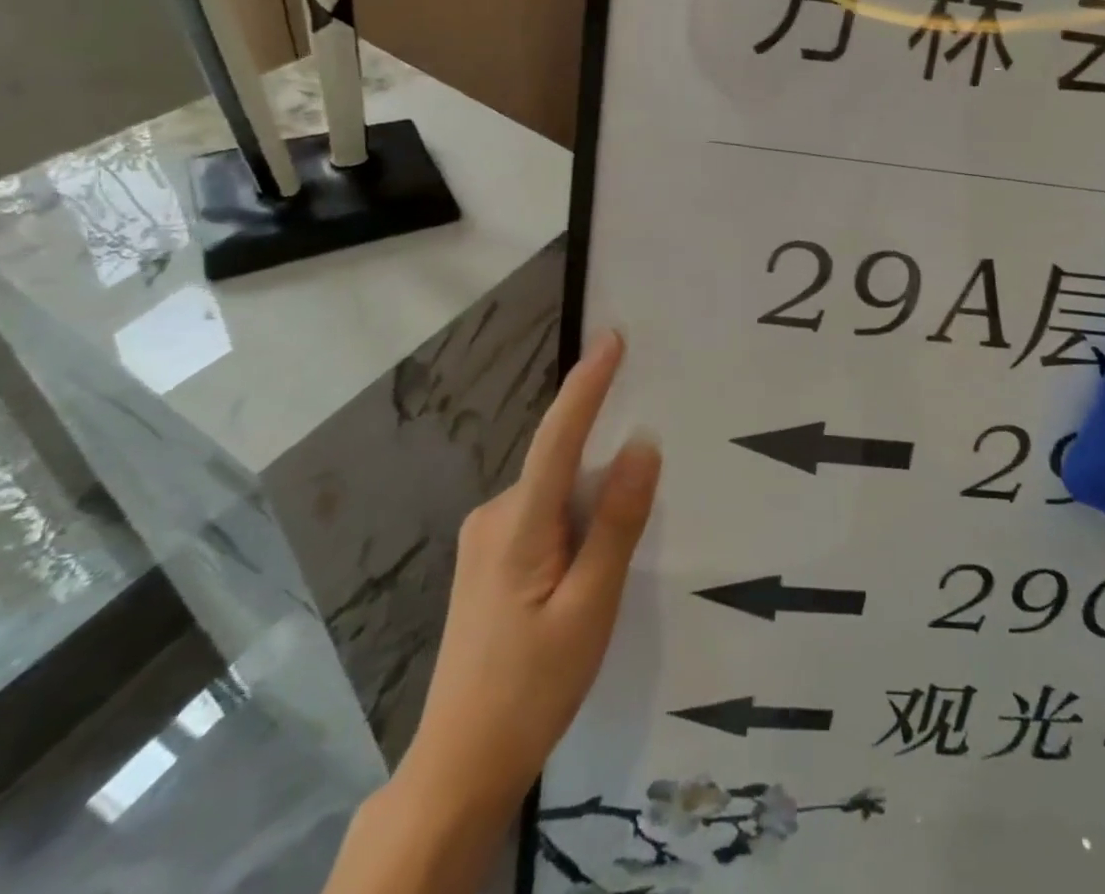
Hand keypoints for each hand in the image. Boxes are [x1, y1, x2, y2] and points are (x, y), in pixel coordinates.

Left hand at [397, 330, 659, 809]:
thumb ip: (617, 522)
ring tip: (605, 574)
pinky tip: (583, 576)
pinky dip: (572, 524)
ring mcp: (485, 538)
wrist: (459, 767)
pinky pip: (542, 516)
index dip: (587, 384)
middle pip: (562, 467)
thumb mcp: (591, 607)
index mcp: (518, 525)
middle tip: (637, 513)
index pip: (559, 437)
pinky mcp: (488, 559)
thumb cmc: (532, 688)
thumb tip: (644, 444)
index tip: (614, 338)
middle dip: (605, 472)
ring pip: (554, 495)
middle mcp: (494, 515)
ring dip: (589, 508)